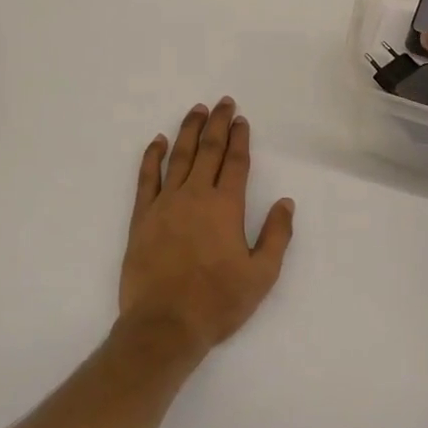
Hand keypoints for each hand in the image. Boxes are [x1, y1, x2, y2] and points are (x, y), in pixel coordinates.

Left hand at [118, 98, 293, 358]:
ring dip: (189, 130)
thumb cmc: (217, 302)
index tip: (241, 119)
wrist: (164, 325)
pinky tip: (158, 141)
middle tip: (222, 102)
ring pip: (179, 156)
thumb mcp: (261, 275)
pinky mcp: (142, 217)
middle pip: (208, 149)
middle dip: (217, 123)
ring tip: (196, 110)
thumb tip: (286, 202)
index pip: (235, 162)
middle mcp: (196, 196)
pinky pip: (146, 178)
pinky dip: (153, 156)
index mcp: (226, 207)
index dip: (240, 138)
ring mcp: (165, 204)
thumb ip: (277, 235)